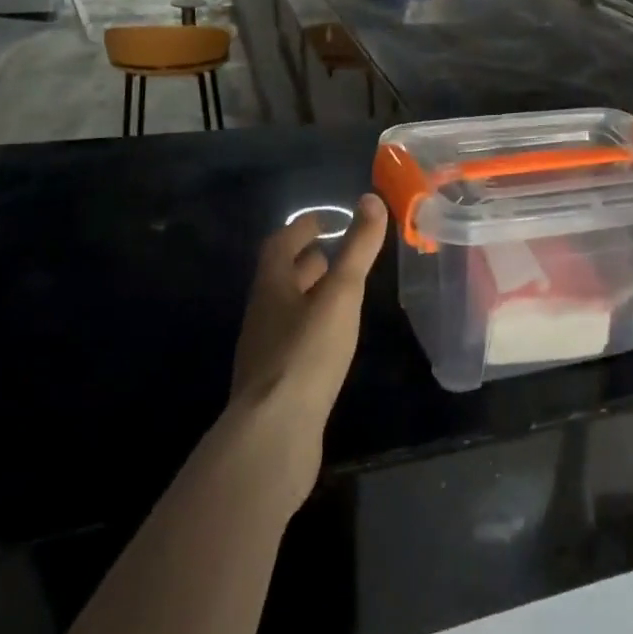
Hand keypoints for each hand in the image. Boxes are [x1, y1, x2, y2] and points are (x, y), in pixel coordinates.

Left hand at [228, 195, 386, 491]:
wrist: (274, 434)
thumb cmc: (307, 353)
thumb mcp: (340, 294)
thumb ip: (357, 249)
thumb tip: (370, 199)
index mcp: (271, 288)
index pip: (279, 246)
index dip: (300, 228)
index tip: (323, 220)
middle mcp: (262, 315)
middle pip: (280, 278)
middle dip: (305, 261)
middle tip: (334, 251)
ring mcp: (265, 352)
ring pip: (286, 310)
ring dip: (308, 294)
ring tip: (338, 292)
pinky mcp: (275, 384)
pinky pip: (292, 341)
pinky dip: (311, 328)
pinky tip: (331, 340)